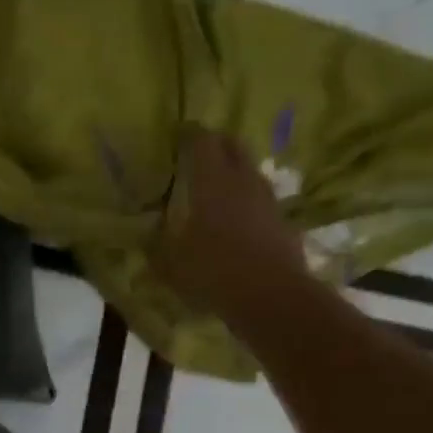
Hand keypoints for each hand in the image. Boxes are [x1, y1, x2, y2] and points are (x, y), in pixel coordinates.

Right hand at [152, 126, 304, 318]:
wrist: (272, 297)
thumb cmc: (214, 272)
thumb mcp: (172, 265)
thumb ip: (157, 248)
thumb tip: (148, 239)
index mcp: (212, 181)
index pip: (202, 140)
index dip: (189, 134)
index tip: (179, 136)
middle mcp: (243, 181)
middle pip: (233, 146)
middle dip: (217, 145)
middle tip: (201, 155)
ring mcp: (268, 200)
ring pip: (251, 173)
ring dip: (236, 174)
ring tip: (220, 189)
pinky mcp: (284, 223)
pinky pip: (263, 202)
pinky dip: (250, 204)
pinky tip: (240, 222)